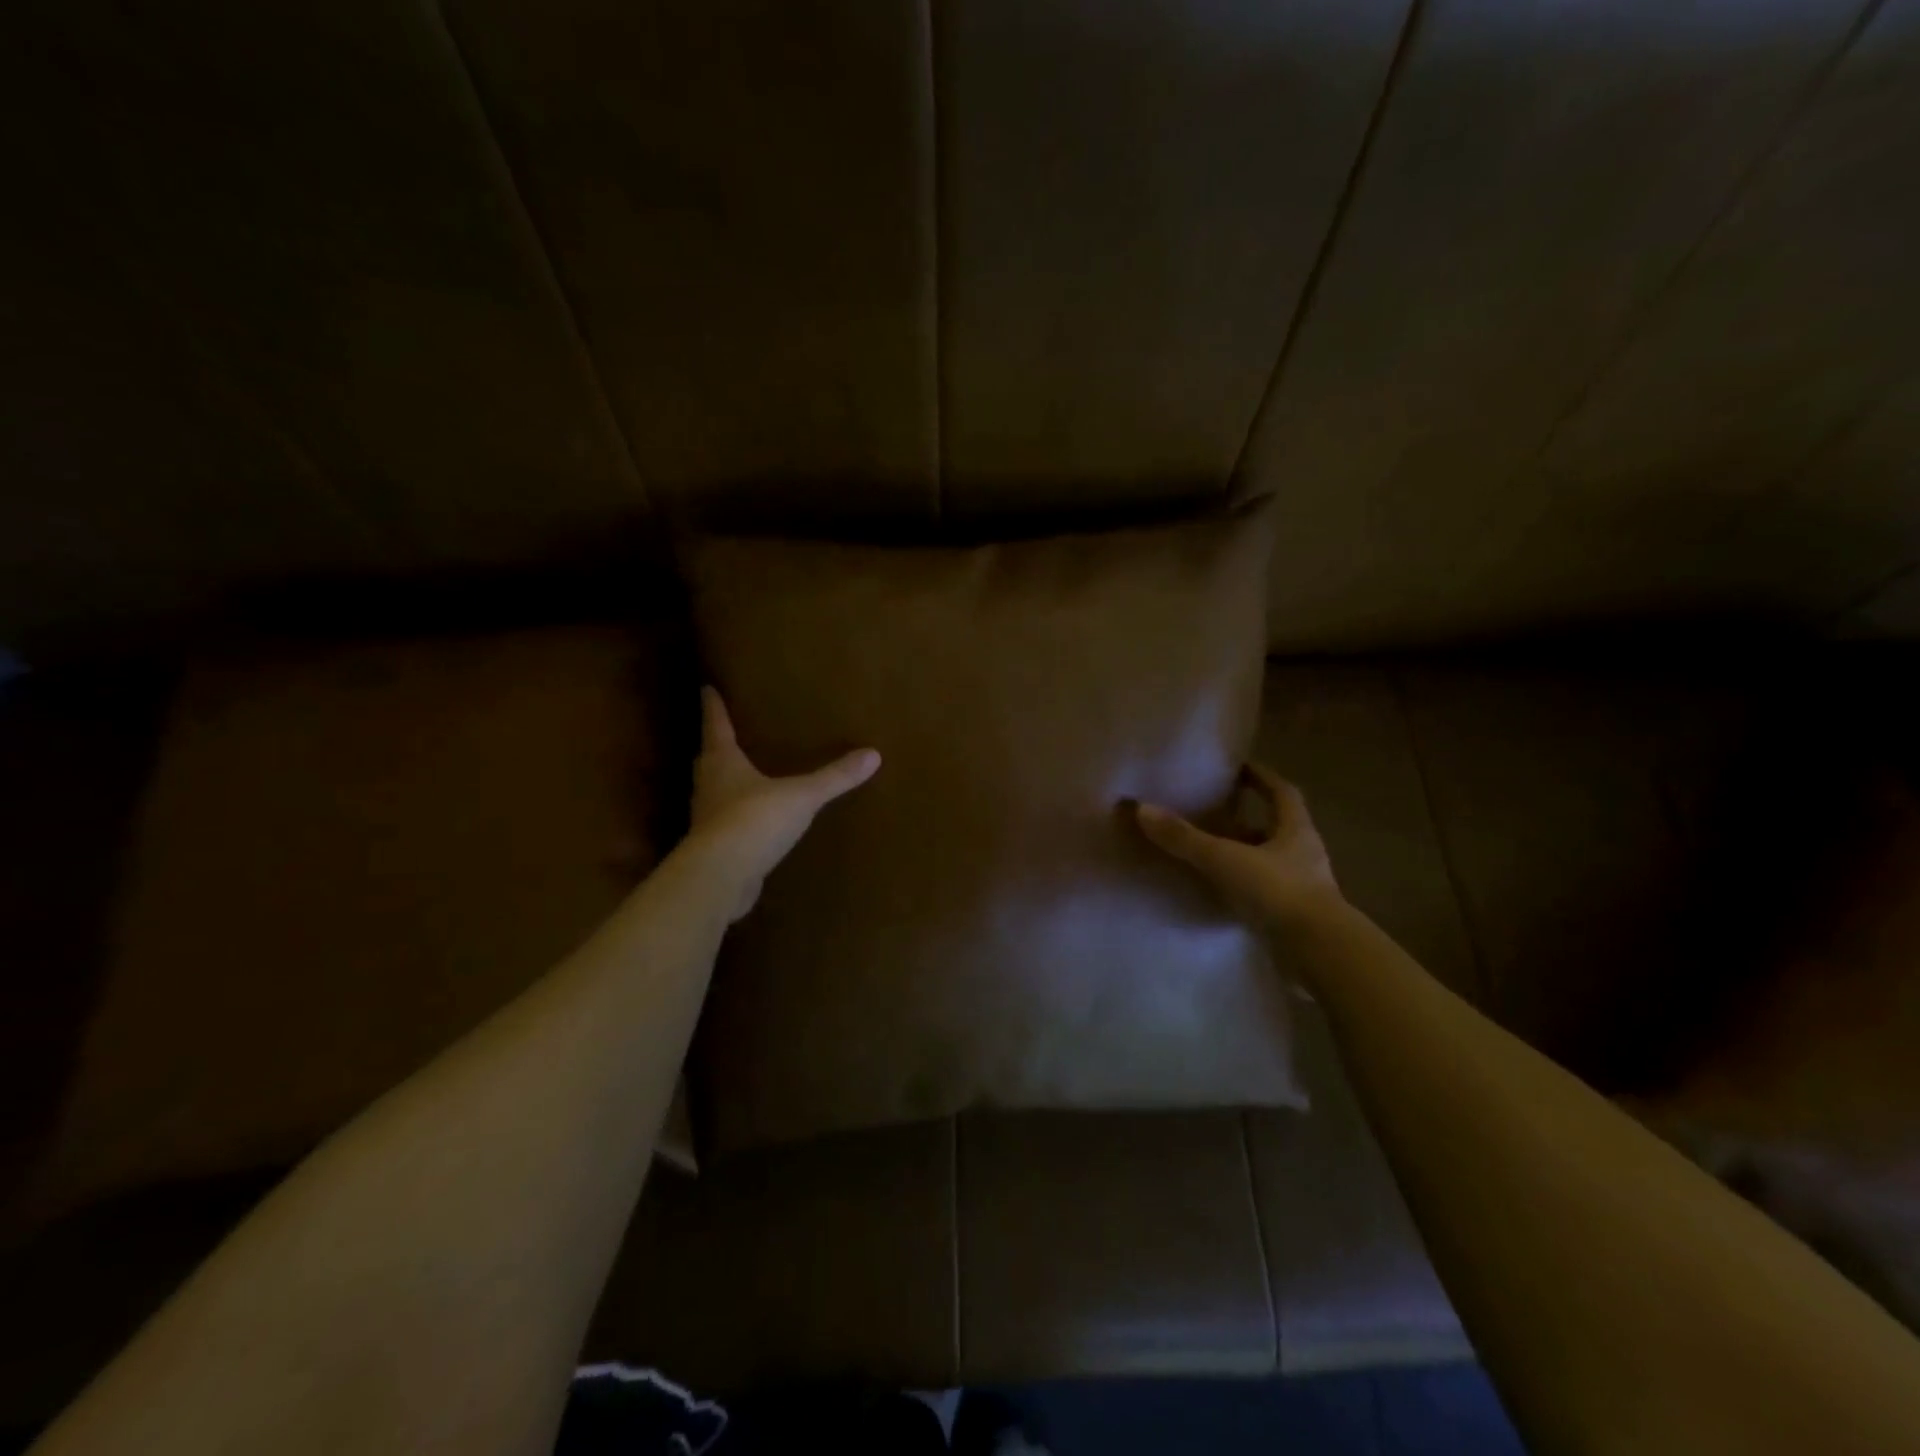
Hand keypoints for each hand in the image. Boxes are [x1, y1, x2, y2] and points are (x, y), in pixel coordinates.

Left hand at [691, 687, 880, 919]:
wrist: (721, 877)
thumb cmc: (755, 820)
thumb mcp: (802, 796)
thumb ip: (834, 777)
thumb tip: (873, 754)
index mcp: (724, 764)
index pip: (716, 727)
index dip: (713, 708)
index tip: (707, 689)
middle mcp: (709, 787)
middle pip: (708, 760)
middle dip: (716, 747)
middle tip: (724, 736)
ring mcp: (707, 820)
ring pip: (711, 793)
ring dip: (721, 783)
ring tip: (739, 778)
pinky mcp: (714, 850)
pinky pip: (723, 826)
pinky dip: (733, 820)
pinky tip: (749, 825)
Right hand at [1136, 763, 1342, 926]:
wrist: (1319, 953)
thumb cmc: (1278, 892)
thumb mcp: (1225, 859)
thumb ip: (1185, 837)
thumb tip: (1142, 809)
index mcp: (1296, 831)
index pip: (1282, 793)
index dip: (1262, 777)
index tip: (1239, 768)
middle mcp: (1304, 855)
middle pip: (1274, 829)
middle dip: (1246, 821)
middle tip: (1212, 815)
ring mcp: (1303, 889)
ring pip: (1269, 863)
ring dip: (1243, 857)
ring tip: (1208, 855)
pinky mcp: (1294, 919)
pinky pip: (1264, 894)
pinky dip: (1243, 890)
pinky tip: (1218, 894)